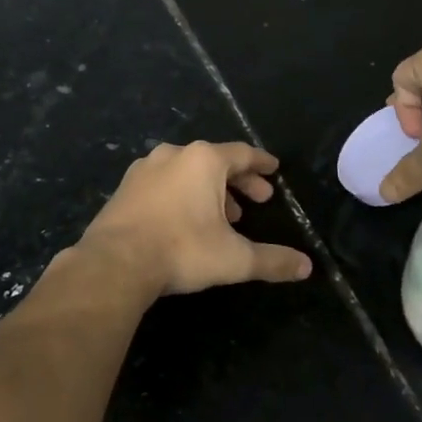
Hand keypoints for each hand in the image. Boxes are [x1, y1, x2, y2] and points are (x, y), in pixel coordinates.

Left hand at [78, 142, 312, 295]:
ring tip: (226, 215)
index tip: (274, 169)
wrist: (115, 262)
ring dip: (210, 189)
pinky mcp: (125, 187)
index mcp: (204, 160)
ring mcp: (145, 168)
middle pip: (216, 160)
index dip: (261, 164)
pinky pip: (164, 183)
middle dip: (240, 180)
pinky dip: (182, 194)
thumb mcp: (234, 258)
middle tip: (259, 199)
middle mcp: (174, 154)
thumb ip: (272, 260)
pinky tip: (186, 218)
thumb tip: (306, 267)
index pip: (243, 154)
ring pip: (188, 171)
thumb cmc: (182, 250)